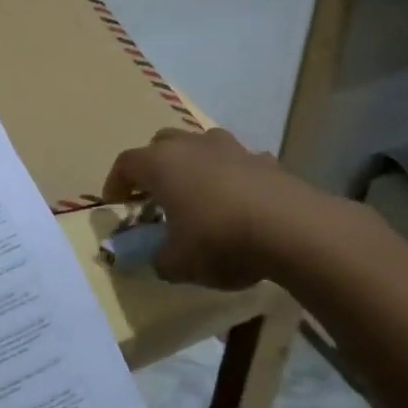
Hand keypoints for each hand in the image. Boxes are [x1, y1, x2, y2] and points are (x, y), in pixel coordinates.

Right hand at [101, 127, 363, 290]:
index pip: (126, 163)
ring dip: (194, 165)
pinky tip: (240, 204)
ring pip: (201, 146)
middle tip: (155, 195)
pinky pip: (237, 163)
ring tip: (199, 196)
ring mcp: (230, 147)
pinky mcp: (264, 159)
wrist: (291, 228)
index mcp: (160, 163)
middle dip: (154, 166)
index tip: (116, 203)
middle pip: (161, 144)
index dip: (116, 182)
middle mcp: (190, 145)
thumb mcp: (179, 263)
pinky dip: (232, 177)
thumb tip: (159, 260)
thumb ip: (160, 260)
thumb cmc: (219, 240)